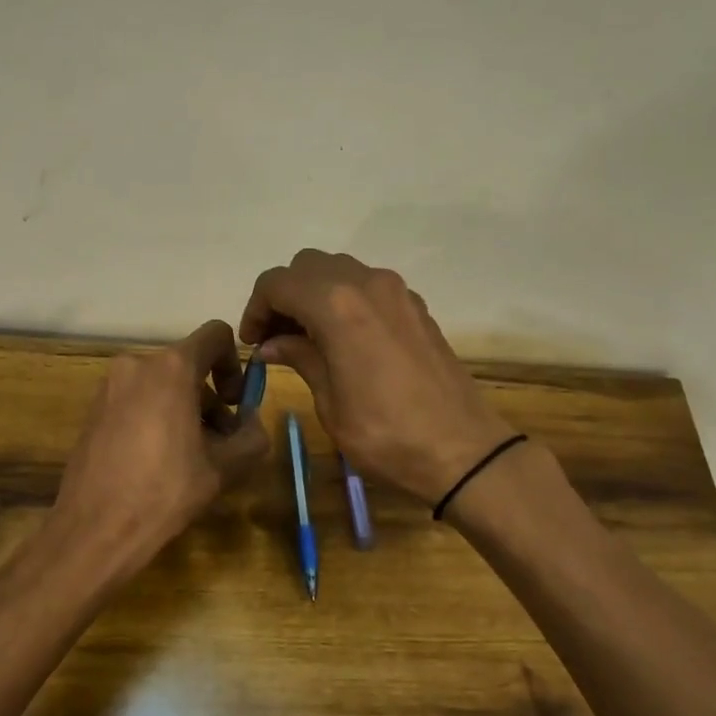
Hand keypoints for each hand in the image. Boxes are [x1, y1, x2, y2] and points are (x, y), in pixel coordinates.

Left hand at [48, 320, 268, 575]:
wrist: (95, 529)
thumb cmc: (166, 491)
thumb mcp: (225, 467)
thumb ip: (252, 435)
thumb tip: (251, 422)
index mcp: (171, 368)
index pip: (216, 336)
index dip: (235, 365)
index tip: (235, 405)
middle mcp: (136, 365)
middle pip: (188, 365)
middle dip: (211, 399)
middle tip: (219, 443)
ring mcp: (109, 387)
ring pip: (162, 385)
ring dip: (185, 411)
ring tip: (190, 458)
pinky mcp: (94, 410)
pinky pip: (137, 400)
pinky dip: (156, 417)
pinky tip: (158, 462)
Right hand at [239, 250, 516, 502]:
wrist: (462, 450)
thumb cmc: (385, 434)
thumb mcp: (330, 401)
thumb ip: (300, 358)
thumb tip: (271, 344)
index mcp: (337, 306)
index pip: (277, 282)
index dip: (255, 308)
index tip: (253, 343)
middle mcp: (367, 283)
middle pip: (308, 266)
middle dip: (284, 296)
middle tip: (275, 339)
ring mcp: (397, 291)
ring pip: (339, 270)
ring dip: (315, 295)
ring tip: (306, 339)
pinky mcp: (416, 306)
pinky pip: (368, 286)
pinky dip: (345, 301)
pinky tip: (343, 341)